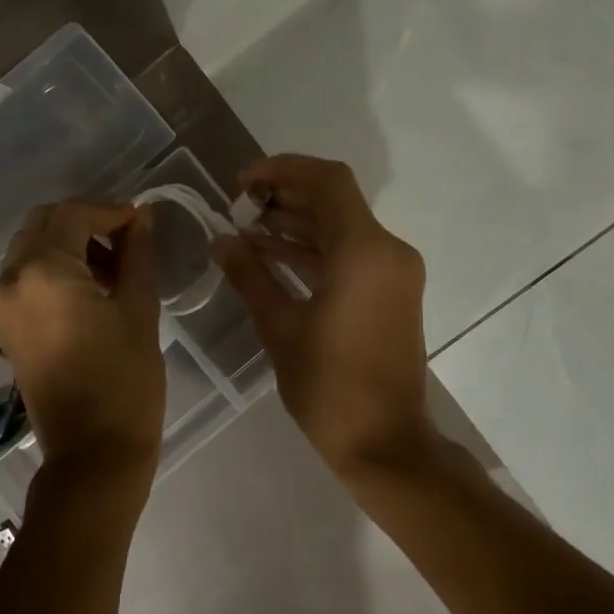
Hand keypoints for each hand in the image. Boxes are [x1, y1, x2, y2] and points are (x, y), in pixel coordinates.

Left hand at [0, 201, 165, 495]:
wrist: (93, 453)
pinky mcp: (5, 327)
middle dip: (85, 221)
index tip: (142, 221)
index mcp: (43, 271)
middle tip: (127, 239)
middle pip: (44, 223)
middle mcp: (11, 280)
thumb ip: (138, 254)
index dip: (111, 210)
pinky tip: (91, 286)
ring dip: (69, 242)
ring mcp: (1, 305)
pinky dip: (54, 267)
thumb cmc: (125, 380)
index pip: (74, 214)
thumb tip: (144, 216)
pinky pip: (26, 276)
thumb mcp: (139, 309)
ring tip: (114, 264)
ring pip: (32, 247)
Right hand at [212, 155, 432, 477]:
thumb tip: (220, 241)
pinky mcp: (390, 293)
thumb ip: (250, 275)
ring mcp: (393, 273)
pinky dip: (313, 252)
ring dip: (296, 225)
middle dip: (285, 196)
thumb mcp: (280, 328)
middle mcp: (387, 251)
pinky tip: (269, 257)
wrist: (385, 443)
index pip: (328, 181)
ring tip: (245, 230)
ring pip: (341, 229)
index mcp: (365, 251)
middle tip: (238, 206)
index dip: (282, 170)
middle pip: (335, 201)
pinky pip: (349, 256)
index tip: (241, 183)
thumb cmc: (330, 387)